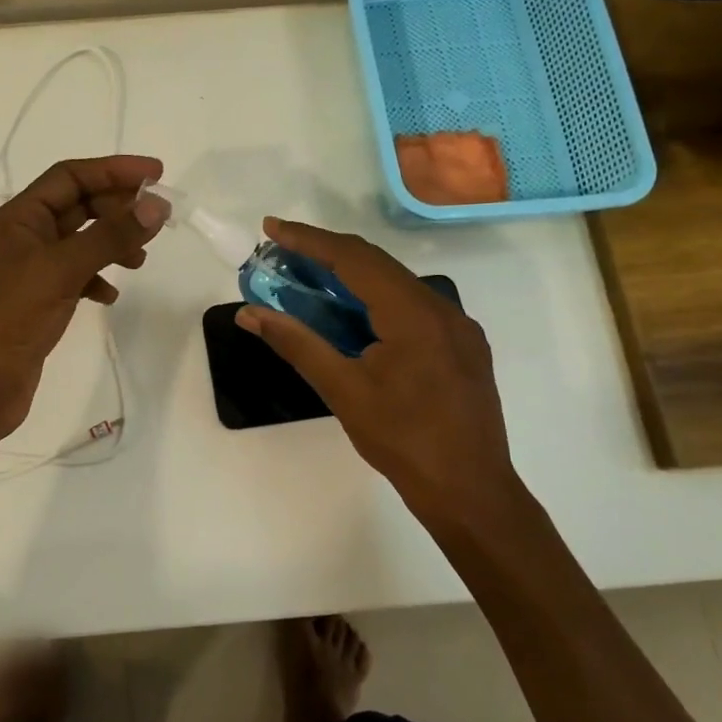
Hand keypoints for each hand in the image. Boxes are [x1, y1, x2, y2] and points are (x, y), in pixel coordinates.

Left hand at [0, 155, 165, 435]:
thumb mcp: (62, 268)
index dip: (114, 170)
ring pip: (80, 242)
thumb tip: (156, 205)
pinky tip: (110, 295)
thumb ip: (110, 235)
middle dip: (117, 208)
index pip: (70, 176)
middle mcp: (23, 237)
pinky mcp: (38, 300)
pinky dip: (97, 278)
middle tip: (157, 220)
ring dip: (112, 243)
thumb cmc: (11, 317)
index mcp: (18, 218)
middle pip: (78, 206)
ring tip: (139, 260)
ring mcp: (30, 270)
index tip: (157, 174)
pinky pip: (76, 276)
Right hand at [236, 218, 522, 528]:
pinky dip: (376, 299)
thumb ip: (296, 343)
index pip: (354, 258)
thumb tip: (250, 313)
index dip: (309, 240)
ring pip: (396, 284)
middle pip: (376, 264)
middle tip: (283, 254)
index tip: (271, 229)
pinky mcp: (462, 346)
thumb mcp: (343, 390)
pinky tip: (354, 317)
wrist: (471, 492)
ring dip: (351, 277)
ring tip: (310, 281)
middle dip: (326, 254)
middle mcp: (441, 308)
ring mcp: (457, 327)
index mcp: (413, 314)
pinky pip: (412, 306)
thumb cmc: (403, 441)